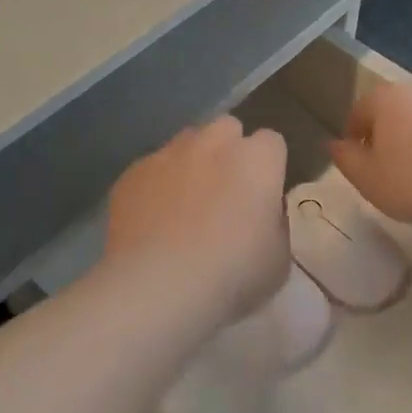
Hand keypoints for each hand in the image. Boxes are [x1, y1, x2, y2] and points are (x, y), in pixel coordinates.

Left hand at [104, 116, 291, 323]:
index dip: (269, 166)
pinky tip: (152, 219)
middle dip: (229, 150)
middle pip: (227, 128)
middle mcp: (214, 143)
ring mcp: (169, 153)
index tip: (264, 194)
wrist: (158, 284)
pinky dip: (157, 184)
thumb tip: (264, 214)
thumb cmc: (231, 273)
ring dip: (192, 162)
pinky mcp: (133, 172)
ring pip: (186, 142)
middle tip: (227, 191)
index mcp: (257, 160)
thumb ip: (275, 224)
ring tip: (186, 203)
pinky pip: (151, 168)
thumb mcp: (278, 259)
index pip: (272, 142)